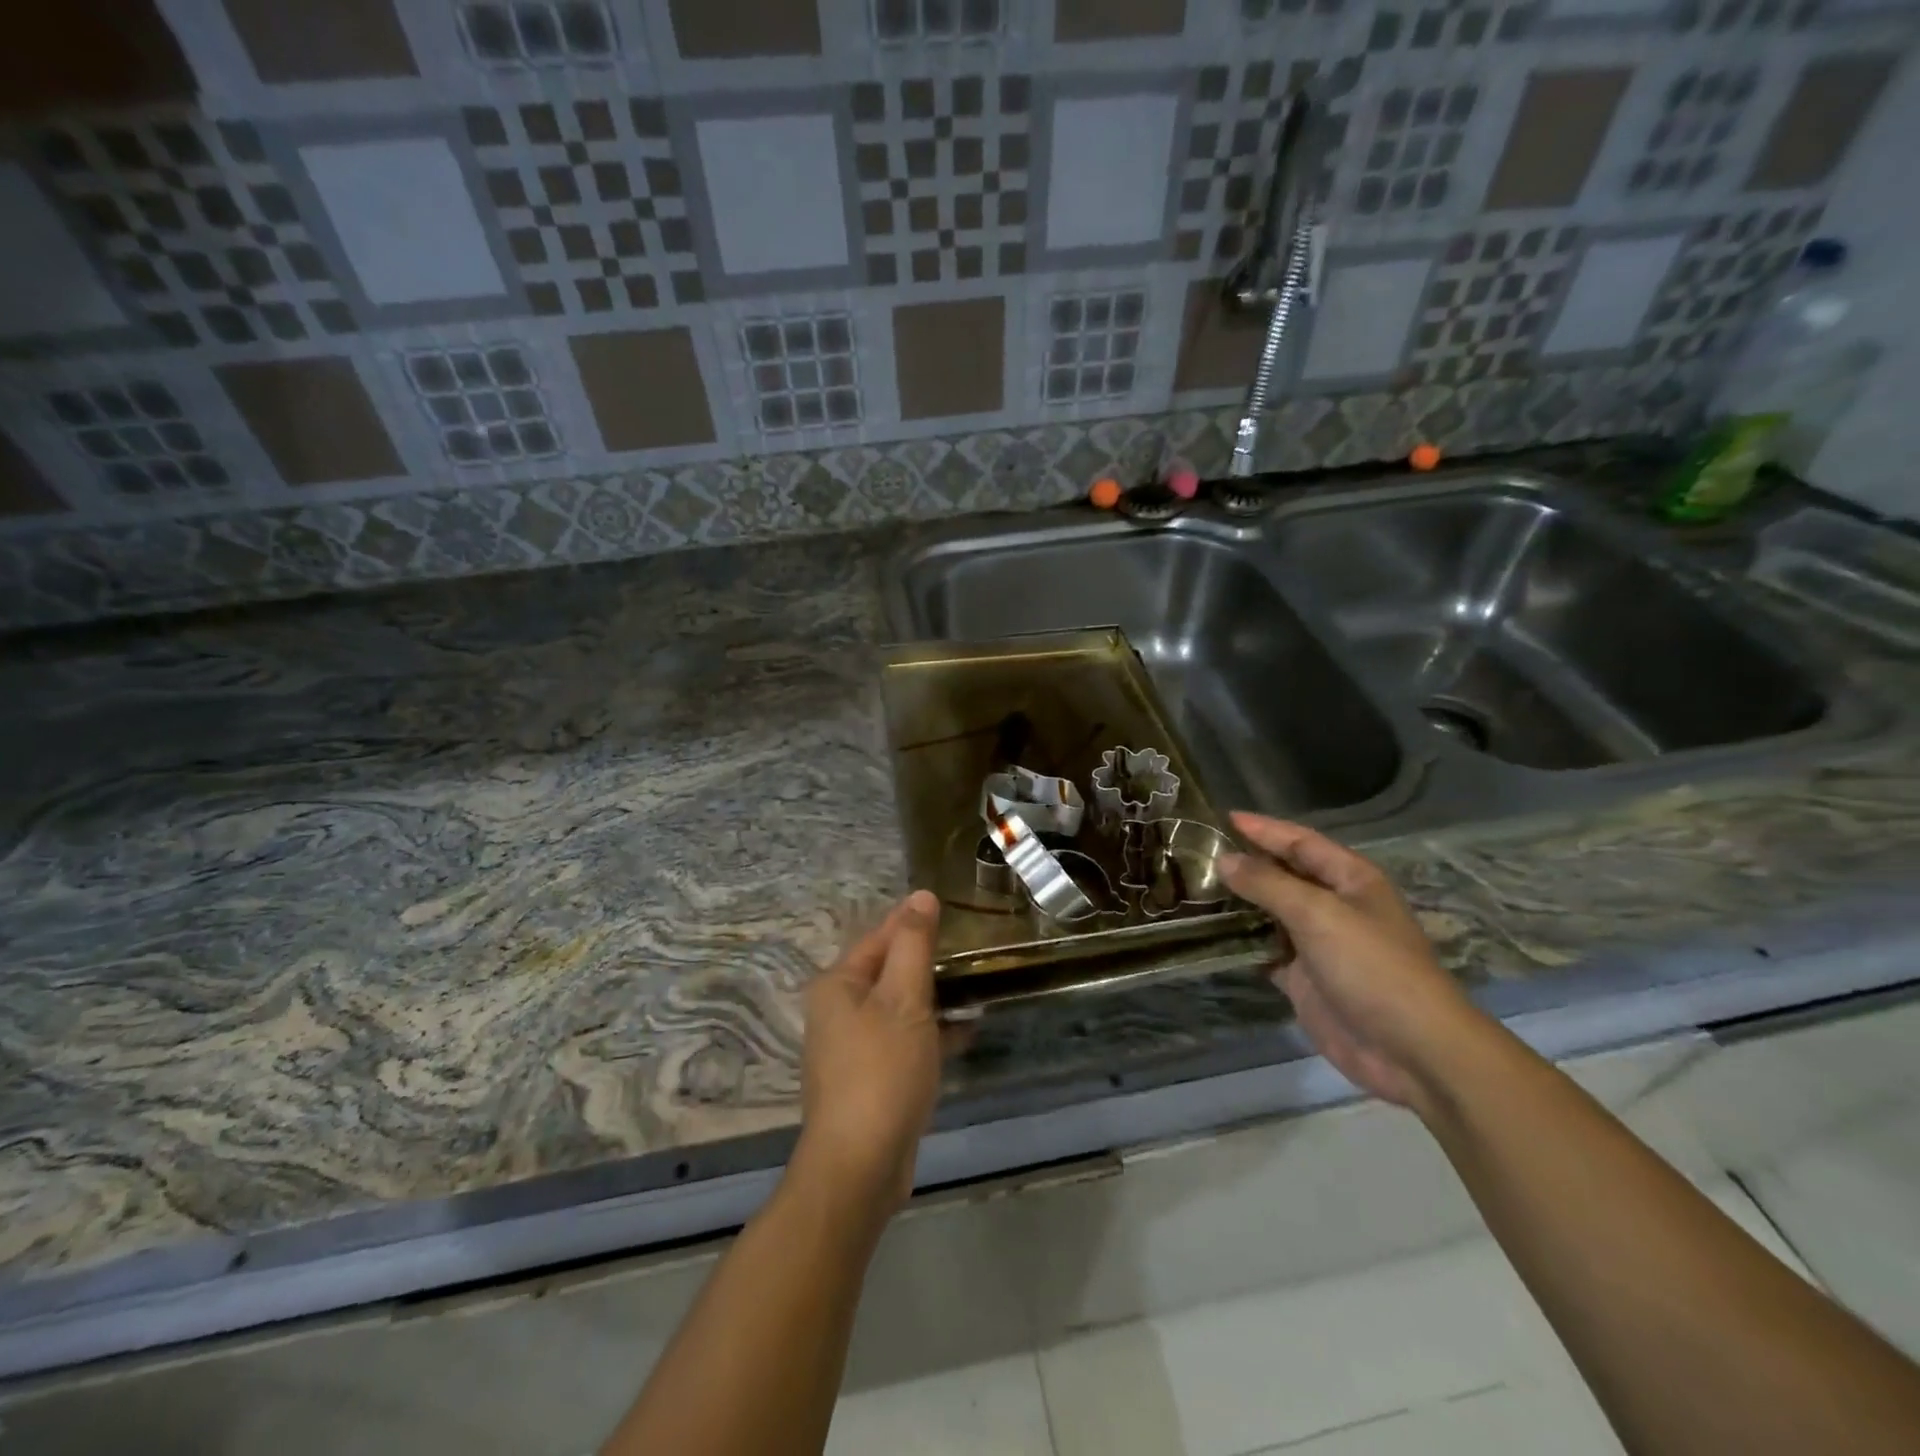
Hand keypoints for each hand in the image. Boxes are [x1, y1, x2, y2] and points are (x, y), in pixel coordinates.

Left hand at [795, 890, 947, 1221]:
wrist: (860, 1165)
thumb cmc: (882, 1070)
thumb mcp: (904, 999)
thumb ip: (914, 944)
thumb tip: (921, 896)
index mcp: (838, 984)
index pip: (881, 936)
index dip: (914, 921)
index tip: (952, 910)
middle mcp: (838, 1010)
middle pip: (888, 970)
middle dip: (927, 960)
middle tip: (971, 950)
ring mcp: (852, 1047)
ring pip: (898, 1006)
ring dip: (933, 997)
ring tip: (975, 986)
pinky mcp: (870, 1078)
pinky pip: (903, 1039)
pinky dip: (930, 1032)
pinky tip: (966, 1031)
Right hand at [1219, 813, 1485, 1113]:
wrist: (1411, 1050)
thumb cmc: (1372, 967)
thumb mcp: (1318, 914)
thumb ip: (1267, 883)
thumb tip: (1224, 859)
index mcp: (1350, 879)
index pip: (1300, 842)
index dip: (1263, 829)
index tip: (1222, 817)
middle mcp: (1333, 905)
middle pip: (1282, 875)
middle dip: (1245, 864)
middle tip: (1196, 853)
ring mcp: (1317, 943)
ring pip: (1269, 913)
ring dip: (1237, 903)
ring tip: (1192, 888)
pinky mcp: (1303, 978)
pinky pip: (1264, 951)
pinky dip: (1239, 943)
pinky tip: (1207, 934)